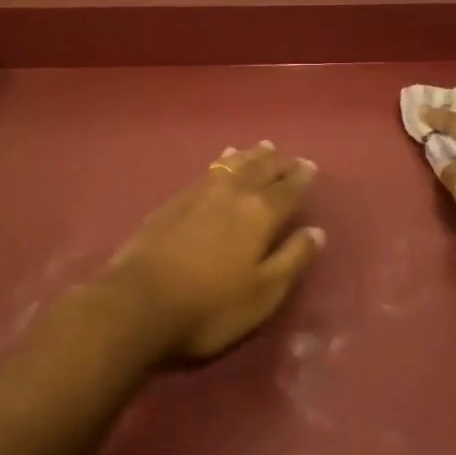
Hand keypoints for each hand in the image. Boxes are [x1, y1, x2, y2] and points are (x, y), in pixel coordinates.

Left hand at [103, 141, 325, 361]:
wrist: (139, 301)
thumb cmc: (209, 307)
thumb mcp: (262, 294)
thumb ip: (292, 260)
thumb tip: (316, 231)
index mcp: (260, 213)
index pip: (288, 189)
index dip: (301, 177)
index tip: (310, 166)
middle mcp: (234, 192)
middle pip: (261, 169)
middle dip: (278, 162)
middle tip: (290, 157)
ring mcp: (202, 191)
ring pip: (235, 163)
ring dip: (252, 155)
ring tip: (263, 148)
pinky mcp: (177, 198)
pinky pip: (211, 168)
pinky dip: (224, 161)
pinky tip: (223, 160)